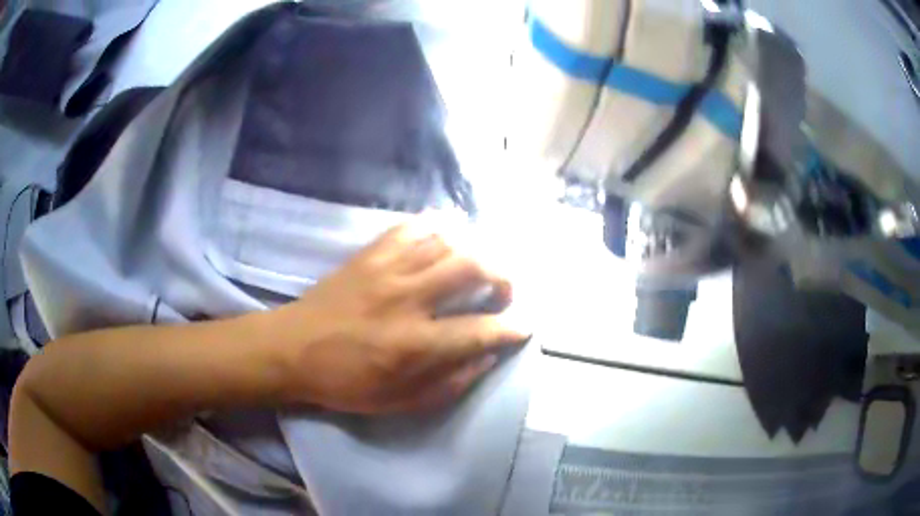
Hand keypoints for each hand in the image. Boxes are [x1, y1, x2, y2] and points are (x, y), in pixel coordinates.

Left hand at [269, 221, 528, 413]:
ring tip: (479, 266)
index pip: (481, 329)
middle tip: (503, 291)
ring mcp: (387, 269)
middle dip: (502, 276)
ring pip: (447, 240)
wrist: (292, 349)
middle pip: (472, 266)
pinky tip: (446, 237)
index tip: (524, 326)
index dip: (511, 328)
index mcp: (415, 344)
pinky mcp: (369, 254)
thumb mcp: (400, 402)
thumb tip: (486, 357)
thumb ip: (450, 383)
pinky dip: (437, 227)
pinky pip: (412, 227)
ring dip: (475, 250)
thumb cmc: (345, 382)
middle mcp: (407, 299)